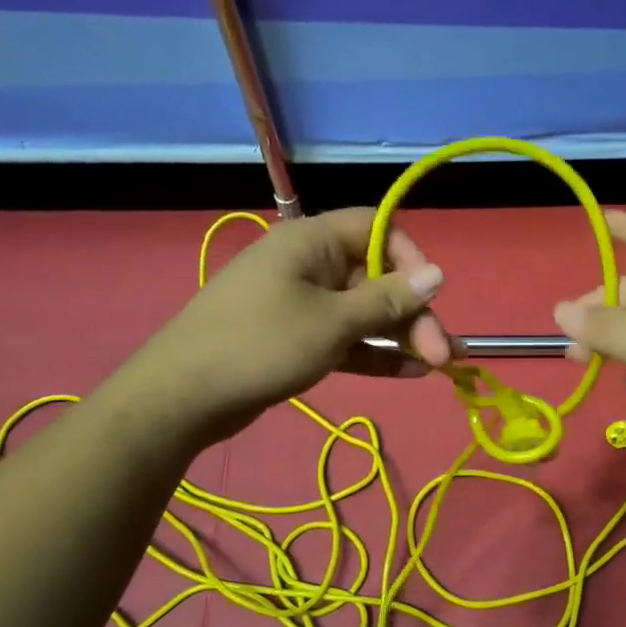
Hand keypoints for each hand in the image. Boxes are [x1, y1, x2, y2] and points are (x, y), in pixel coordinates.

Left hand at [143, 208, 455, 437]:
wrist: (183, 396)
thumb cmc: (261, 345)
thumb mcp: (333, 322)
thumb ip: (388, 300)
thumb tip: (438, 274)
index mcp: (312, 242)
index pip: (377, 230)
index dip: (411, 259)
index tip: (431, 296)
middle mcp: (310, 266)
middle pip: (377, 278)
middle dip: (413, 313)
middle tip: (442, 353)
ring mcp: (302, 304)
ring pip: (365, 313)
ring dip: (401, 336)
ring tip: (438, 364)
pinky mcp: (297, 339)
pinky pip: (346, 339)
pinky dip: (375, 353)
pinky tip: (411, 372)